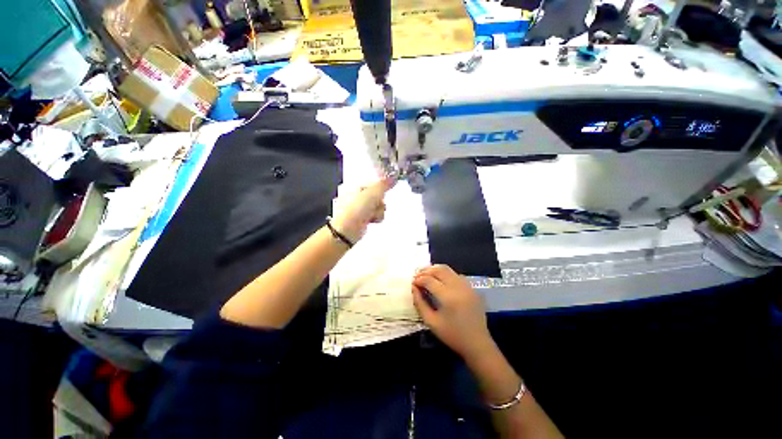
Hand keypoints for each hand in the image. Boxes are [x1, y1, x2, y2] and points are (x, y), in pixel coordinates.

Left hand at [331, 177, 394, 242]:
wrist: (347, 229)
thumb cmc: (357, 208)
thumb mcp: (372, 193)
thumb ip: (384, 185)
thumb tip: (392, 178)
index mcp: (355, 186)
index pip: (373, 184)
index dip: (380, 188)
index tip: (384, 191)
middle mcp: (356, 196)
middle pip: (377, 196)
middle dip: (379, 201)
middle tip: (376, 204)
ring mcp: (359, 208)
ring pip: (377, 206)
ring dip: (378, 210)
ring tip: (373, 214)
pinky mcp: (362, 219)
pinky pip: (375, 215)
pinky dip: (376, 217)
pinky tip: (372, 220)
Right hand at [412, 265, 494, 359]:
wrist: (477, 344)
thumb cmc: (452, 335)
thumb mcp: (431, 322)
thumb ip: (420, 303)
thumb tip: (414, 287)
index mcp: (448, 297)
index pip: (429, 280)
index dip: (419, 279)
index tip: (413, 283)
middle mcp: (458, 287)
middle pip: (439, 270)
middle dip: (426, 271)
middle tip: (417, 276)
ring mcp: (467, 286)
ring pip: (448, 269)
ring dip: (435, 270)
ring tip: (426, 275)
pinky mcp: (472, 288)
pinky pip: (456, 274)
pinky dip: (445, 274)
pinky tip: (440, 280)